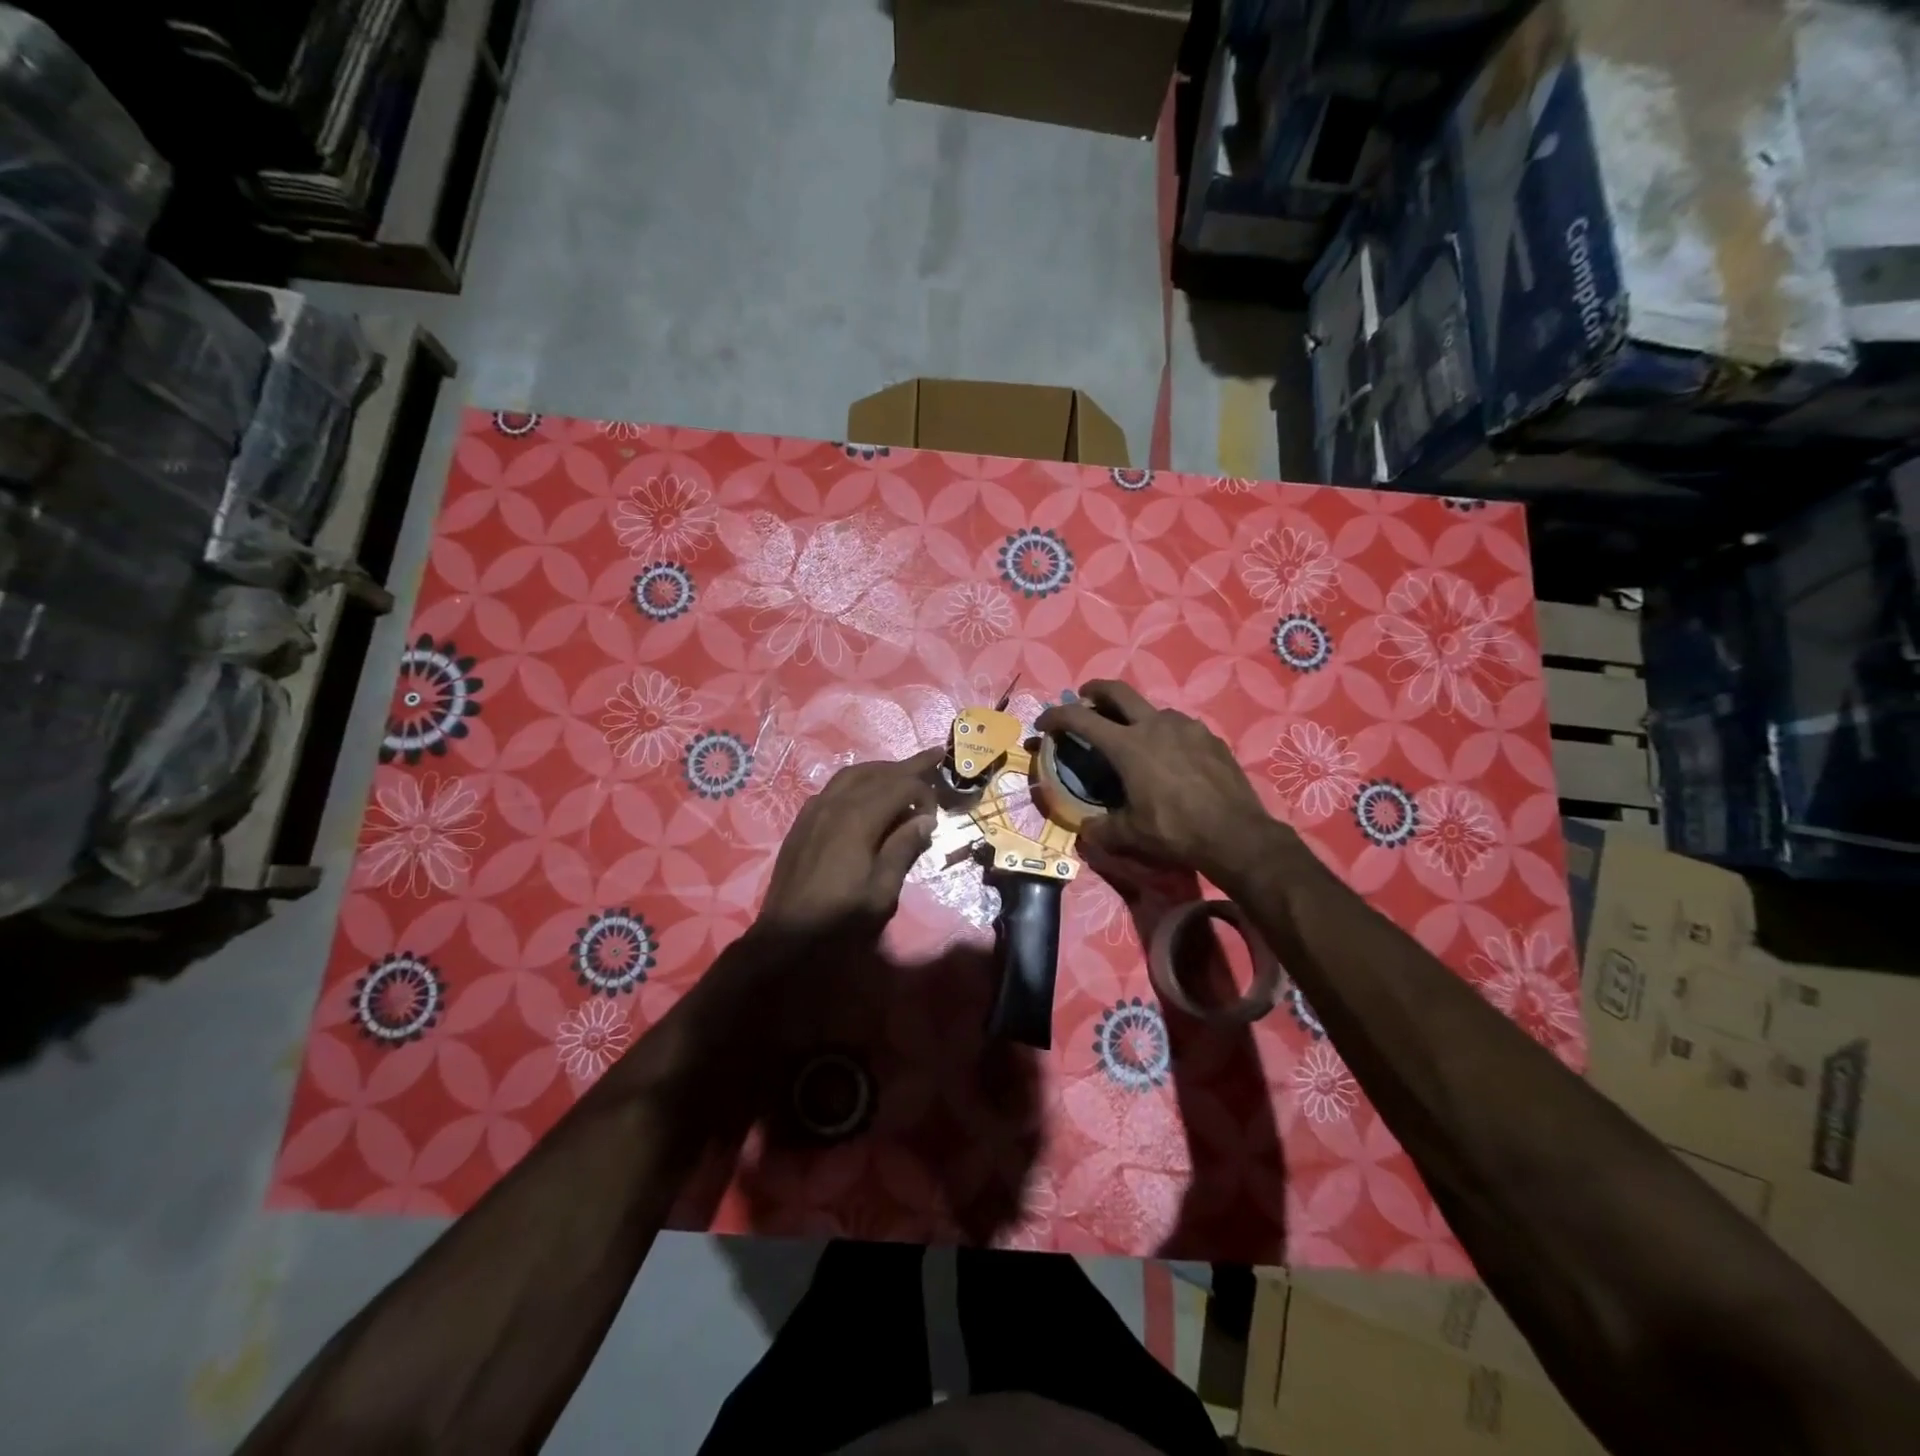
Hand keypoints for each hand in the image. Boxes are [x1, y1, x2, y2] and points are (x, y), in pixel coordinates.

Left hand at [752, 747, 941, 942]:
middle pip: (877, 772)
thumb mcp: (882, 892)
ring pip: (853, 774)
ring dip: (881, 770)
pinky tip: (866, 793)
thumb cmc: (839, 919)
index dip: (924, 794)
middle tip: (934, 756)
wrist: (786, 935)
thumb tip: (924, 820)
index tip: (934, 818)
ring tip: (903, 772)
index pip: (901, 786)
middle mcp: (835, 804)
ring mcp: (814, 809)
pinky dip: (858, 781)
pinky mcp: (803, 821)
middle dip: (908, 765)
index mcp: (858, 819)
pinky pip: (834, 787)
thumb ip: (903, 850)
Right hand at [1036, 681, 1286, 884]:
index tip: (1044, 722)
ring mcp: (1186, 727)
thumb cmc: (1175, 831)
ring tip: (1134, 737)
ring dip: (1135, 716)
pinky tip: (1170, 756)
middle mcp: (1155, 725)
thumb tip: (1086, 828)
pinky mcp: (1210, 737)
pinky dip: (1164, 733)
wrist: (1237, 835)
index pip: (1081, 719)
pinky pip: (1179, 727)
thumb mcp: (1130, 834)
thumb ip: (1101, 828)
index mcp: (1128, 745)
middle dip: (1095, 690)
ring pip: (1152, 709)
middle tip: (1085, 697)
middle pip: (1117, 691)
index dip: (1056, 716)